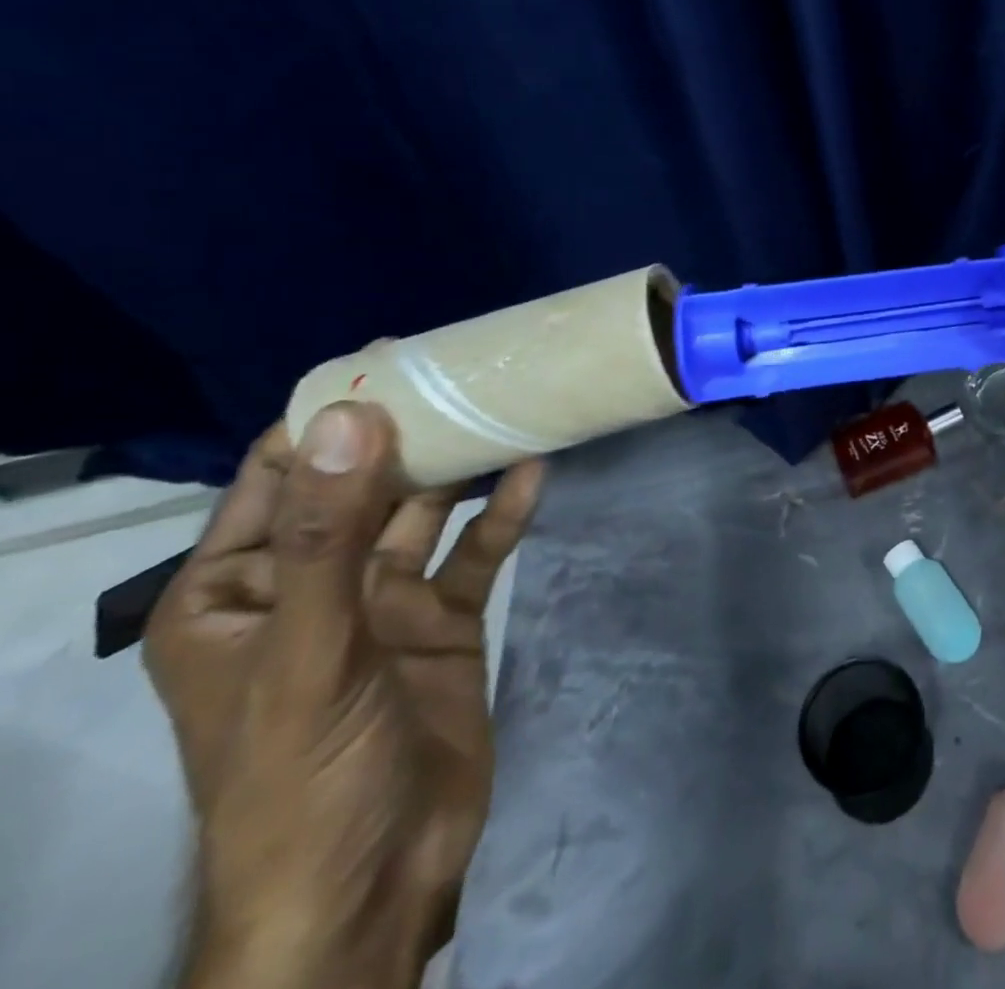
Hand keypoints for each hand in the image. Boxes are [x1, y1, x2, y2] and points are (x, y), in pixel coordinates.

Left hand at [145, 402, 542, 988]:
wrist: (374, 878)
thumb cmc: (305, 772)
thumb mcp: (308, 651)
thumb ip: (328, 536)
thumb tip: (349, 420)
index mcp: (237, 592)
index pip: (274, 478)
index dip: (323, 418)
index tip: (386, 359)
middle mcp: (311, 586)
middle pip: (361, 487)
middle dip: (406, 433)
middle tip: (464, 370)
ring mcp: (383, 603)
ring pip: (424, 515)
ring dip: (461, 468)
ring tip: (508, 409)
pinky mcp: (444, 622)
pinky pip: (475, 554)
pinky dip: (503, 514)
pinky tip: (535, 474)